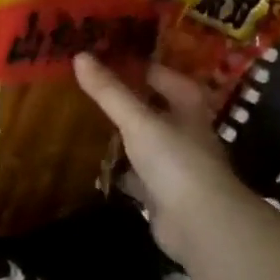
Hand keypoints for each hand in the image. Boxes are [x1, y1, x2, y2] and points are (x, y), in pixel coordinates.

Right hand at [74, 54, 267, 263]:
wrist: (200, 224)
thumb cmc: (175, 161)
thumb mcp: (138, 121)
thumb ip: (109, 92)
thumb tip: (79, 56)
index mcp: (188, 110)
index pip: (167, 78)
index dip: (144, 67)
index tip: (112, 58)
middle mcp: (185, 134)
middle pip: (156, 110)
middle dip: (129, 101)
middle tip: (93, 88)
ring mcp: (175, 166)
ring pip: (145, 143)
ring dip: (123, 136)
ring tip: (88, 121)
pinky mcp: (162, 194)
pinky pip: (136, 175)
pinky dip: (119, 171)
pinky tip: (95, 164)